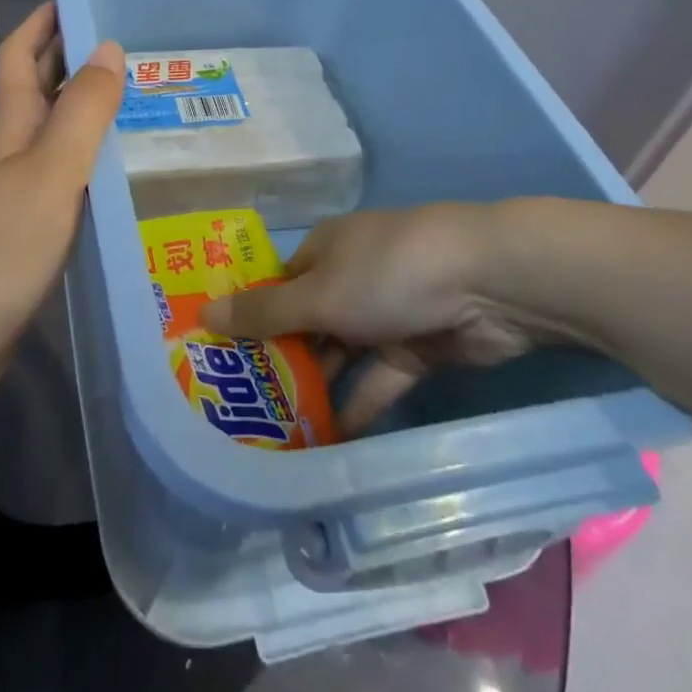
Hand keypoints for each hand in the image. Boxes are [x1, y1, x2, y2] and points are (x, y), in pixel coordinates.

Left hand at [0, 2, 123, 367]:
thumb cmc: (1, 247)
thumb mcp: (52, 172)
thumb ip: (83, 111)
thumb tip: (109, 46)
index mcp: (10, 125)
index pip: (19, 54)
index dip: (43, 21)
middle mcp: (10, 149)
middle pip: (37, 88)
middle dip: (71, 57)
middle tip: (130, 45)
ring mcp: (15, 191)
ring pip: (53, 132)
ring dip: (86, 108)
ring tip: (139, 98)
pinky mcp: (26, 229)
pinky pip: (63, 174)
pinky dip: (89, 159)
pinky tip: (120, 171)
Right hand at [200, 201, 577, 429]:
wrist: (488, 283)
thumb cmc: (388, 273)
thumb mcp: (319, 294)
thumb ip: (264, 313)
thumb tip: (203, 312)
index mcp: (324, 250)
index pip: (277, 285)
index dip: (250, 317)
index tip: (222, 359)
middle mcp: (351, 277)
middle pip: (307, 321)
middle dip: (282, 360)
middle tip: (246, 408)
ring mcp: (386, 313)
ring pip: (343, 354)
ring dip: (319, 387)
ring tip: (281, 433)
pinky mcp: (418, 347)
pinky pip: (379, 378)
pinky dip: (359, 403)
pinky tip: (333, 441)